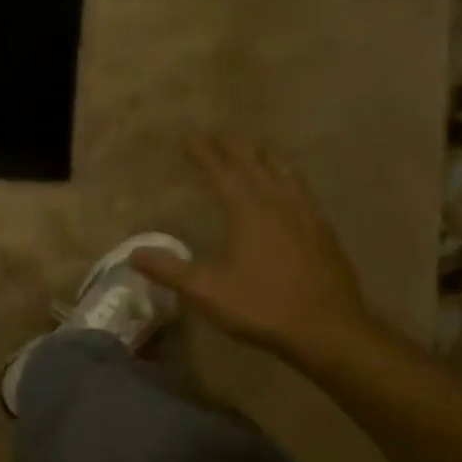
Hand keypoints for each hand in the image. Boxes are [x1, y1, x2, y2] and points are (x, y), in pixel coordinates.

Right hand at [131, 138, 373, 360]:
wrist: (328, 328)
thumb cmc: (262, 306)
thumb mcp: (207, 291)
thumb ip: (170, 271)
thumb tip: (134, 254)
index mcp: (248, 212)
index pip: (222, 172)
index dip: (204, 154)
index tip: (189, 138)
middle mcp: (278, 203)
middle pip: (255, 164)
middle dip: (234, 147)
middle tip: (218, 133)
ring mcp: (306, 215)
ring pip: (284, 173)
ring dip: (266, 156)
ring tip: (256, 146)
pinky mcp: (323, 231)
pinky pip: (303, 190)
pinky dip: (289, 176)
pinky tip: (291, 186)